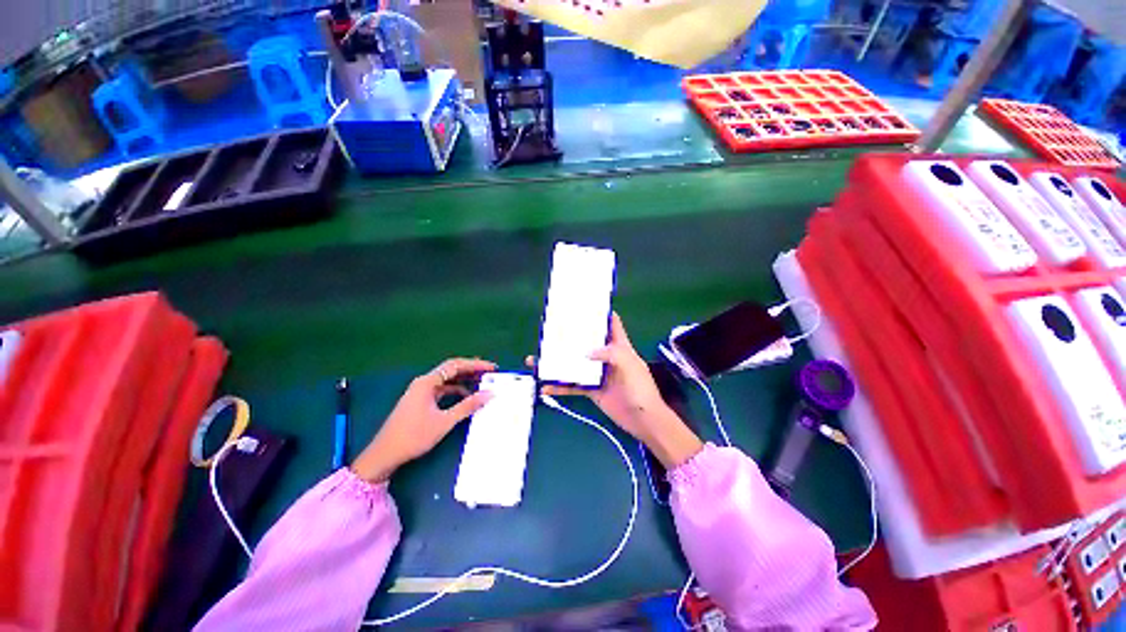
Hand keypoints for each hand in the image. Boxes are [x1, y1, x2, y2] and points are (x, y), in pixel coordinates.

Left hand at [351, 358, 495, 482]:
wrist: (384, 454)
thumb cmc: (414, 436)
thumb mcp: (444, 421)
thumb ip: (468, 406)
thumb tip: (489, 394)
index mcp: (427, 382)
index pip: (455, 366)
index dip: (475, 365)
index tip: (492, 368)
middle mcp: (423, 382)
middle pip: (451, 369)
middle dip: (471, 370)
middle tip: (489, 373)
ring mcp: (420, 391)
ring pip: (447, 380)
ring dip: (464, 380)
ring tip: (481, 383)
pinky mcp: (420, 401)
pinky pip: (442, 389)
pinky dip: (455, 390)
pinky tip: (465, 396)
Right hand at [530, 313, 702, 467]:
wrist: (643, 420)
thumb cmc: (640, 388)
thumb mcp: (630, 365)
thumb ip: (611, 353)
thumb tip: (585, 353)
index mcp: (619, 345)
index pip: (611, 323)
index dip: (600, 313)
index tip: (582, 305)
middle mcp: (605, 356)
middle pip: (586, 342)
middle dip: (570, 336)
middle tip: (550, 331)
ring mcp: (596, 373)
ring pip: (574, 363)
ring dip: (557, 362)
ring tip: (537, 359)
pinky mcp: (591, 389)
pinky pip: (572, 385)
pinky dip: (559, 386)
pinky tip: (545, 386)